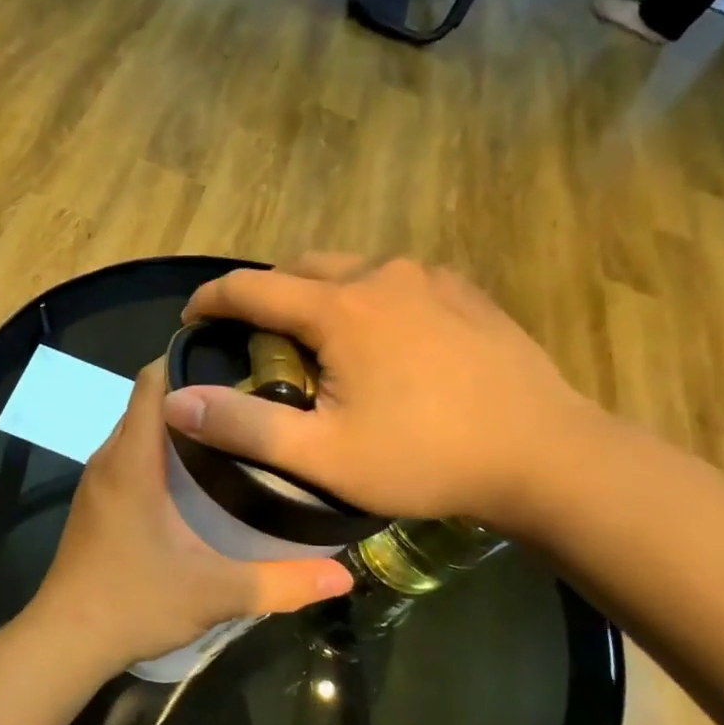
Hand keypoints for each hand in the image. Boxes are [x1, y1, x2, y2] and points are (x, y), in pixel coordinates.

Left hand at [26, 361, 352, 673]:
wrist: (65, 642)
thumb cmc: (134, 604)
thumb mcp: (215, 593)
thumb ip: (280, 583)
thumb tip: (342, 577)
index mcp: (133, 461)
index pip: (152, 382)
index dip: (188, 359)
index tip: (235, 357)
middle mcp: (109, 459)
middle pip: (148, 403)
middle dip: (193, 391)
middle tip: (251, 398)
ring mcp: (97, 483)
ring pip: (137, 431)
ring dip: (177, 424)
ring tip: (231, 431)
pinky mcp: (95, 504)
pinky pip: (128, 457)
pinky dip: (158, 451)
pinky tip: (194, 478)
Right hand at [166, 256, 599, 534]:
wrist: (547, 456)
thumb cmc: (425, 457)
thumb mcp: (323, 455)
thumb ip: (244, 424)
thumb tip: (176, 401)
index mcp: (339, 308)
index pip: (252, 288)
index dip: (211, 299)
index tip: (191, 318)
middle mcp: (381, 275)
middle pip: (301, 268)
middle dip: (268, 296)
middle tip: (259, 342)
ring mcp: (431, 279)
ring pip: (351, 270)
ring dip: (320, 296)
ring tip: (321, 344)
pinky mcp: (466, 293)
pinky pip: (397, 282)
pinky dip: (368, 300)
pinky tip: (385, 343)